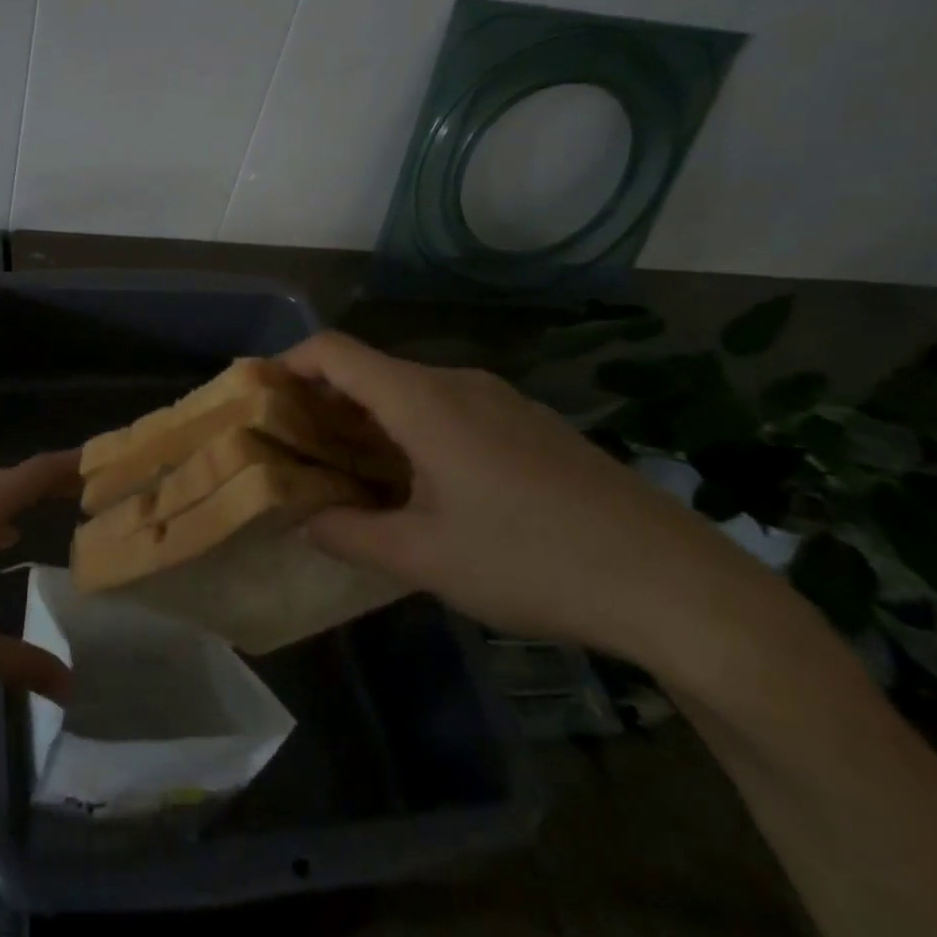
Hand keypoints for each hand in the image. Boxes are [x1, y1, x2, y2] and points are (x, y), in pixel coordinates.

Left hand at [0, 451, 76, 701]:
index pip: (34, 474)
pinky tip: (0, 538)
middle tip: (89, 487)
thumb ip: (22, 664)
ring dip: (21, 493)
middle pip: (14, 476)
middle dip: (51, 478)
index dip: (70, 463)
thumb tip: (70, 686)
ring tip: (53, 506)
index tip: (104, 459)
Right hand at [282, 333, 780, 669]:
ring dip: (369, 421)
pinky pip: (449, 409)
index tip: (260, 399)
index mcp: (423, 400)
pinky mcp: (531, 424)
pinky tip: (422, 485)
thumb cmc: (533, 560)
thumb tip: (304, 521)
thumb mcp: (425, 558)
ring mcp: (501, 400)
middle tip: (298, 450)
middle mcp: (458, 383)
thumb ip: (350, 535)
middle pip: (370, 370)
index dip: (288, 364)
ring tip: (352, 473)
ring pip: (411, 392)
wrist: (677, 585)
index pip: (334, 351)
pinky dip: (412, 431)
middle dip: (323, 403)